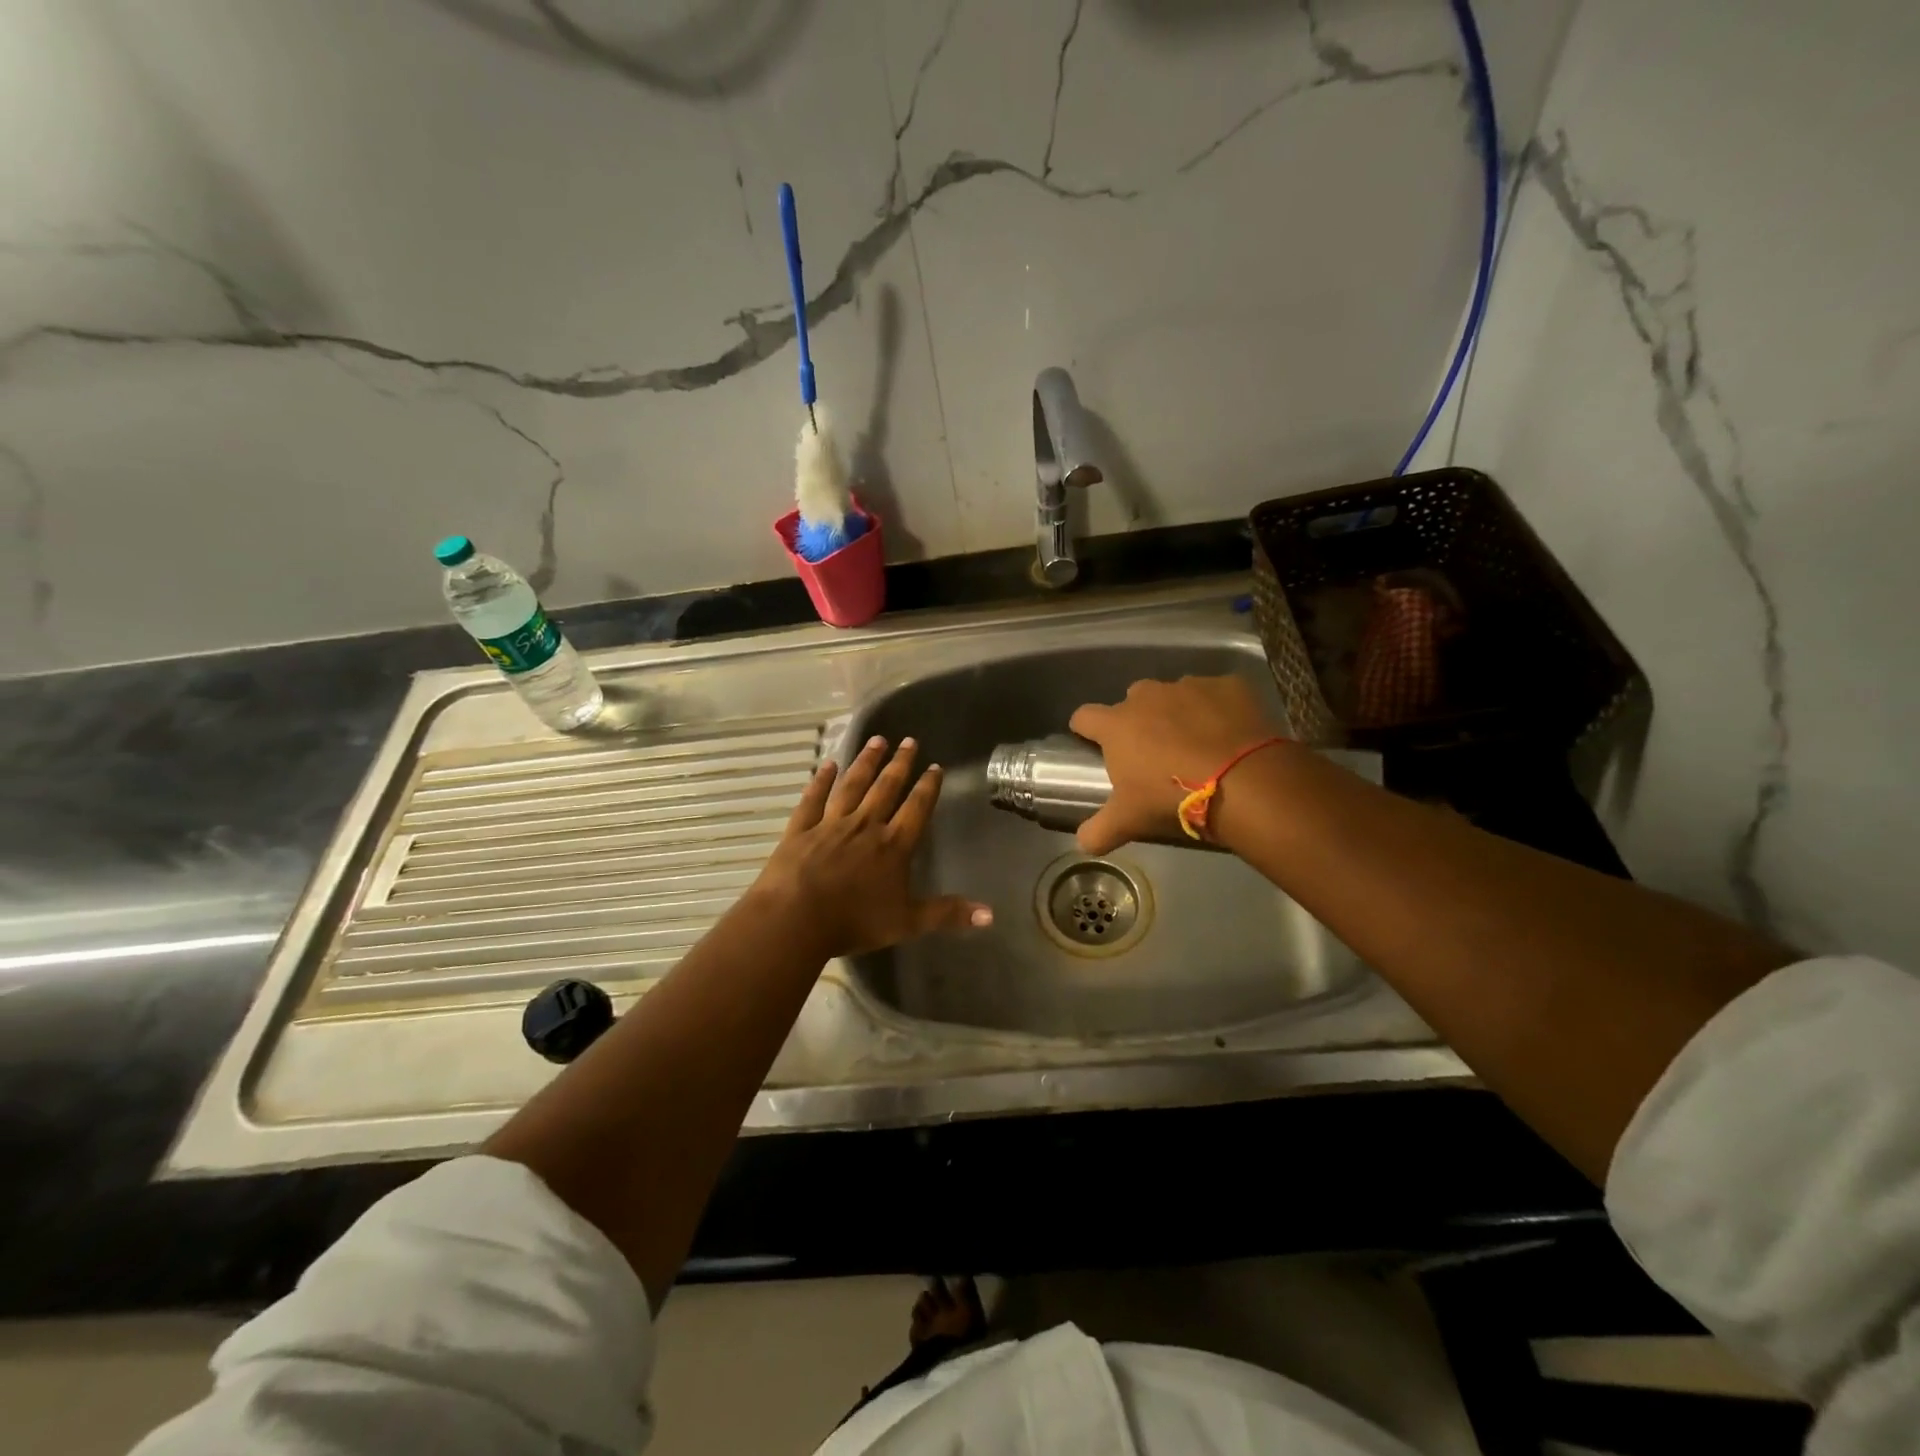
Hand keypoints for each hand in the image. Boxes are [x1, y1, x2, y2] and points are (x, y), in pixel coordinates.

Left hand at [748, 735, 991, 959]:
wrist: (795, 918)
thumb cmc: (854, 921)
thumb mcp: (907, 922)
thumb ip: (947, 914)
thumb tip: (991, 914)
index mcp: (893, 846)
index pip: (916, 808)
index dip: (927, 787)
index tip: (935, 766)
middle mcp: (865, 826)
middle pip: (886, 788)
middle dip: (899, 764)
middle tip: (909, 741)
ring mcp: (830, 824)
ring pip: (852, 786)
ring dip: (866, 762)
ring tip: (877, 740)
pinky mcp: (801, 829)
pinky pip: (813, 799)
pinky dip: (821, 781)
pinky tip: (828, 765)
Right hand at [1068, 675, 1283, 853]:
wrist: (1244, 783)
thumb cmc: (1172, 798)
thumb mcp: (1129, 821)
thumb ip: (1098, 831)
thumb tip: (1082, 842)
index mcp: (1117, 724)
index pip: (1085, 716)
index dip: (1086, 729)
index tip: (1093, 743)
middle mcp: (1148, 696)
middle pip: (1132, 701)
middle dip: (1138, 720)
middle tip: (1154, 753)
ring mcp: (1190, 686)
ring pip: (1175, 695)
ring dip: (1179, 714)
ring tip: (1196, 745)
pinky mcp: (1228, 685)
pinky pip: (1217, 694)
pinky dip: (1219, 710)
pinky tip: (1230, 735)